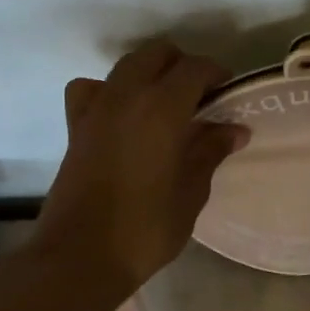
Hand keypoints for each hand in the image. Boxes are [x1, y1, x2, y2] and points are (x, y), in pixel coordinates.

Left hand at [38, 40, 247, 290]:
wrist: (80, 257)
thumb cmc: (145, 228)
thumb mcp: (191, 192)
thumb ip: (210, 151)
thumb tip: (234, 129)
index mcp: (162, 107)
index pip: (195, 68)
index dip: (216, 73)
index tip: (228, 92)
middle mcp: (127, 95)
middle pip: (158, 54)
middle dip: (182, 66)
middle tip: (200, 97)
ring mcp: (96, 107)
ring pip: (126, 65)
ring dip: (150, 72)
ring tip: (166, 104)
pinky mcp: (75, 125)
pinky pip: (91, 88)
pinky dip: (108, 90)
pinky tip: (120, 114)